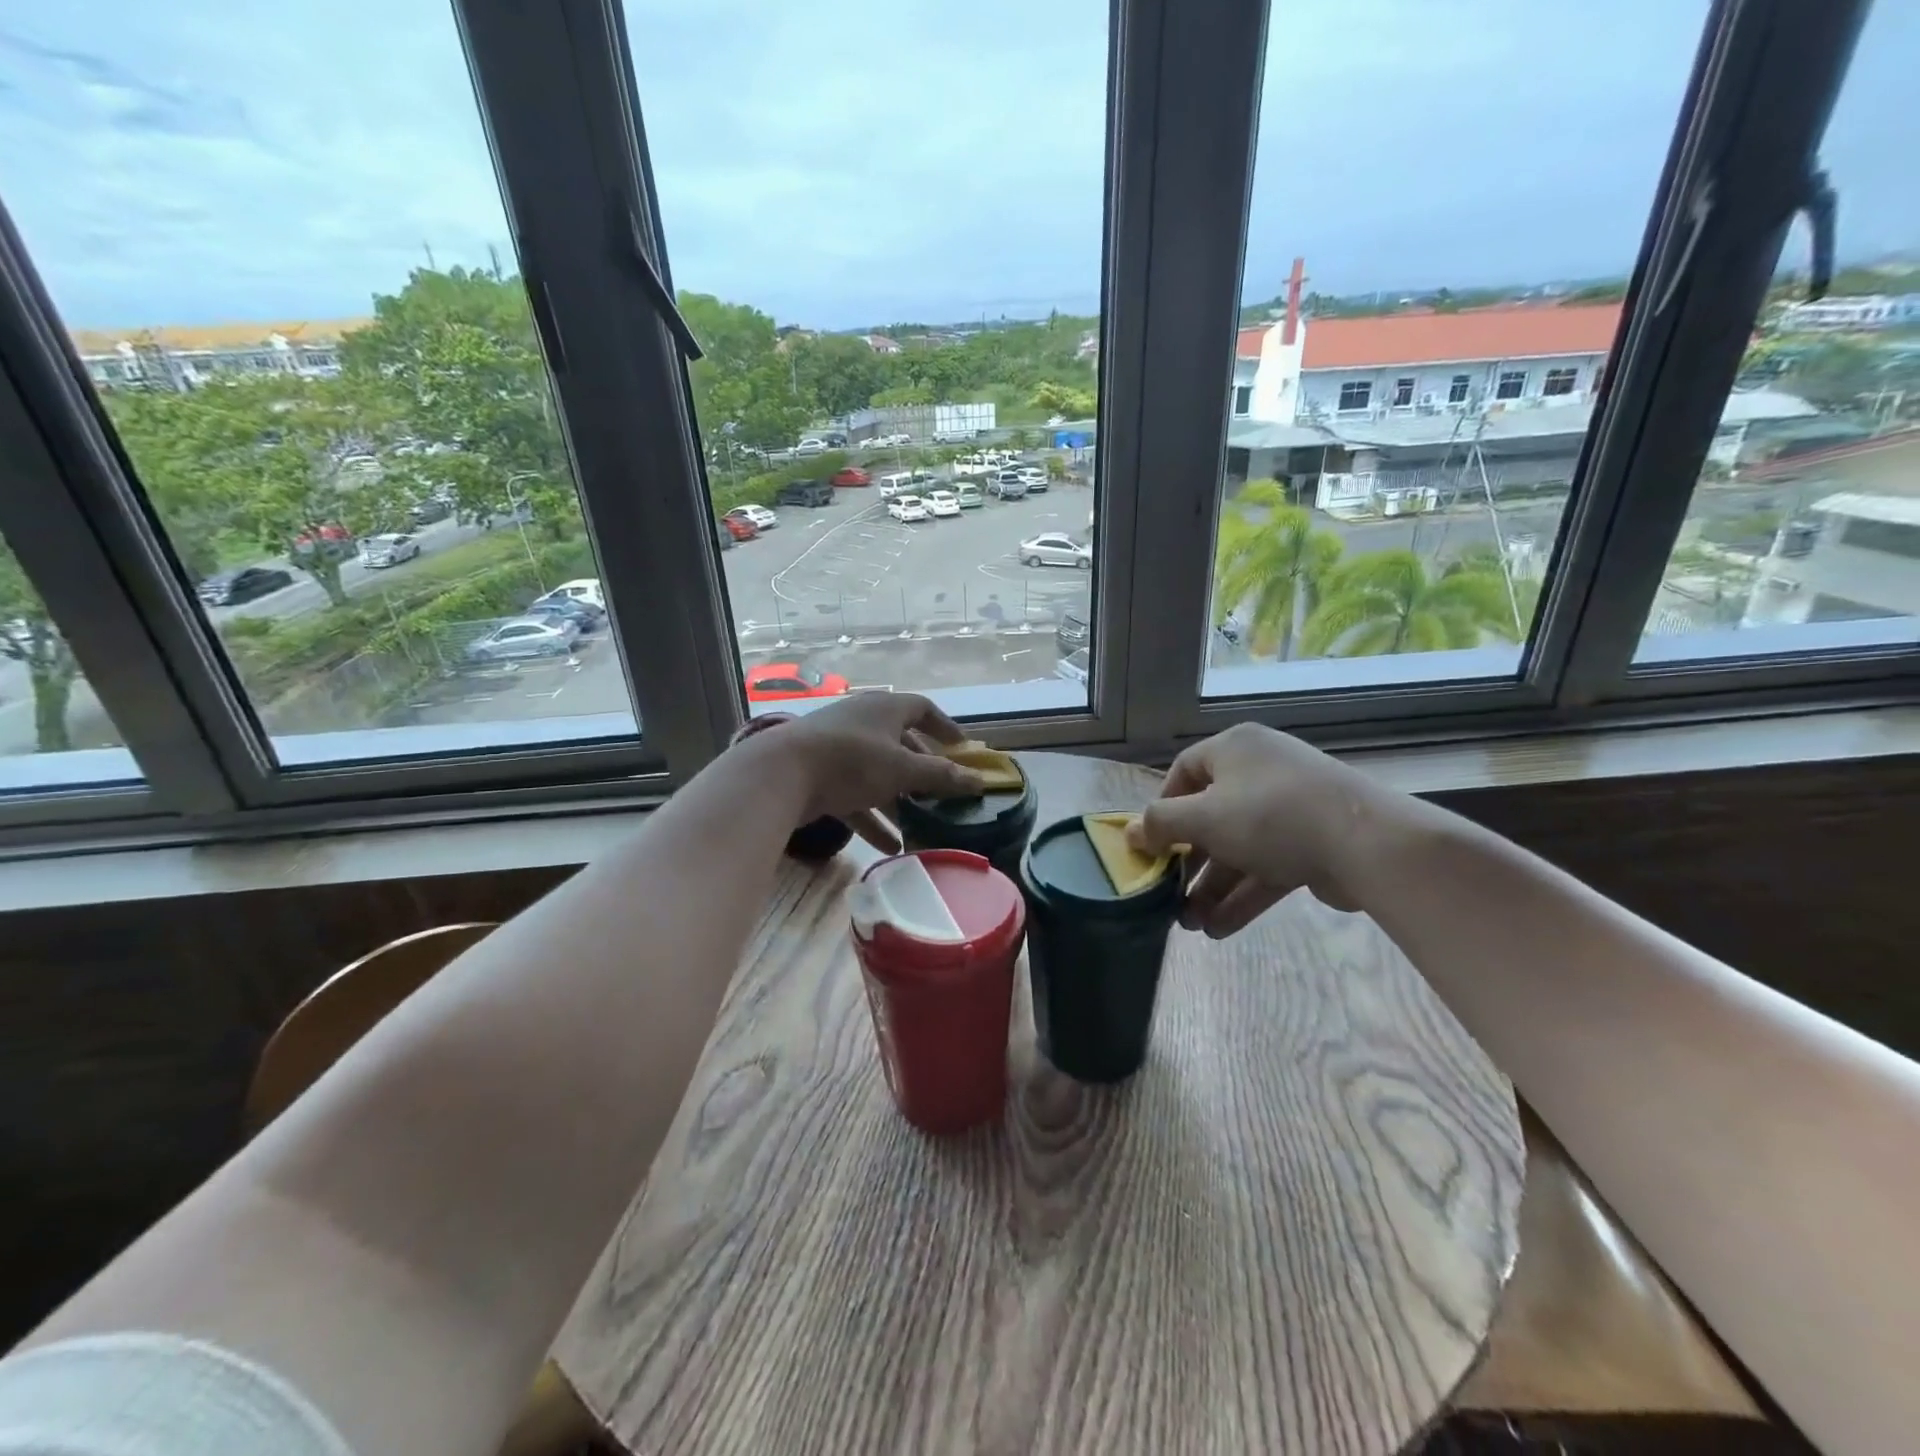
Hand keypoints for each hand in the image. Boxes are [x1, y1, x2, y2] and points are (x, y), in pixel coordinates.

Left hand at [774, 693, 985, 851]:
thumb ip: (941, 776)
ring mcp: (838, 750)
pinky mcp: (819, 777)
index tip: (962, 748)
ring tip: (922, 826)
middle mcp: (862, 722)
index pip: (922, 709)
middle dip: (922, 770)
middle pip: (900, 744)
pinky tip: (891, 847)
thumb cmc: (851, 761)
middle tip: (942, 793)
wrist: (780, 775)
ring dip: (899, 800)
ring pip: (877, 775)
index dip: (945, 727)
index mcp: (884, 709)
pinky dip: (873, 819)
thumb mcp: (902, 769)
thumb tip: (979, 781)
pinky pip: (854, 797)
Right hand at [1127, 723, 1382, 935]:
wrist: (1367, 843)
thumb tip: (1128, 833)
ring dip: (1213, 887)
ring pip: (1239, 848)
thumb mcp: (1202, 818)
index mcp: (1235, 750)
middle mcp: (1261, 772)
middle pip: (1210, 816)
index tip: (1150, 843)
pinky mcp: (1313, 844)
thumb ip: (1159, 825)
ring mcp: (1290, 809)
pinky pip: (1267, 867)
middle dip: (1188, 862)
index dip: (1162, 808)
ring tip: (1190, 924)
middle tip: (1168, 894)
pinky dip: (1243, 895)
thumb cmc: (1270, 815)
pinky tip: (1220, 929)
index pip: (1184, 771)